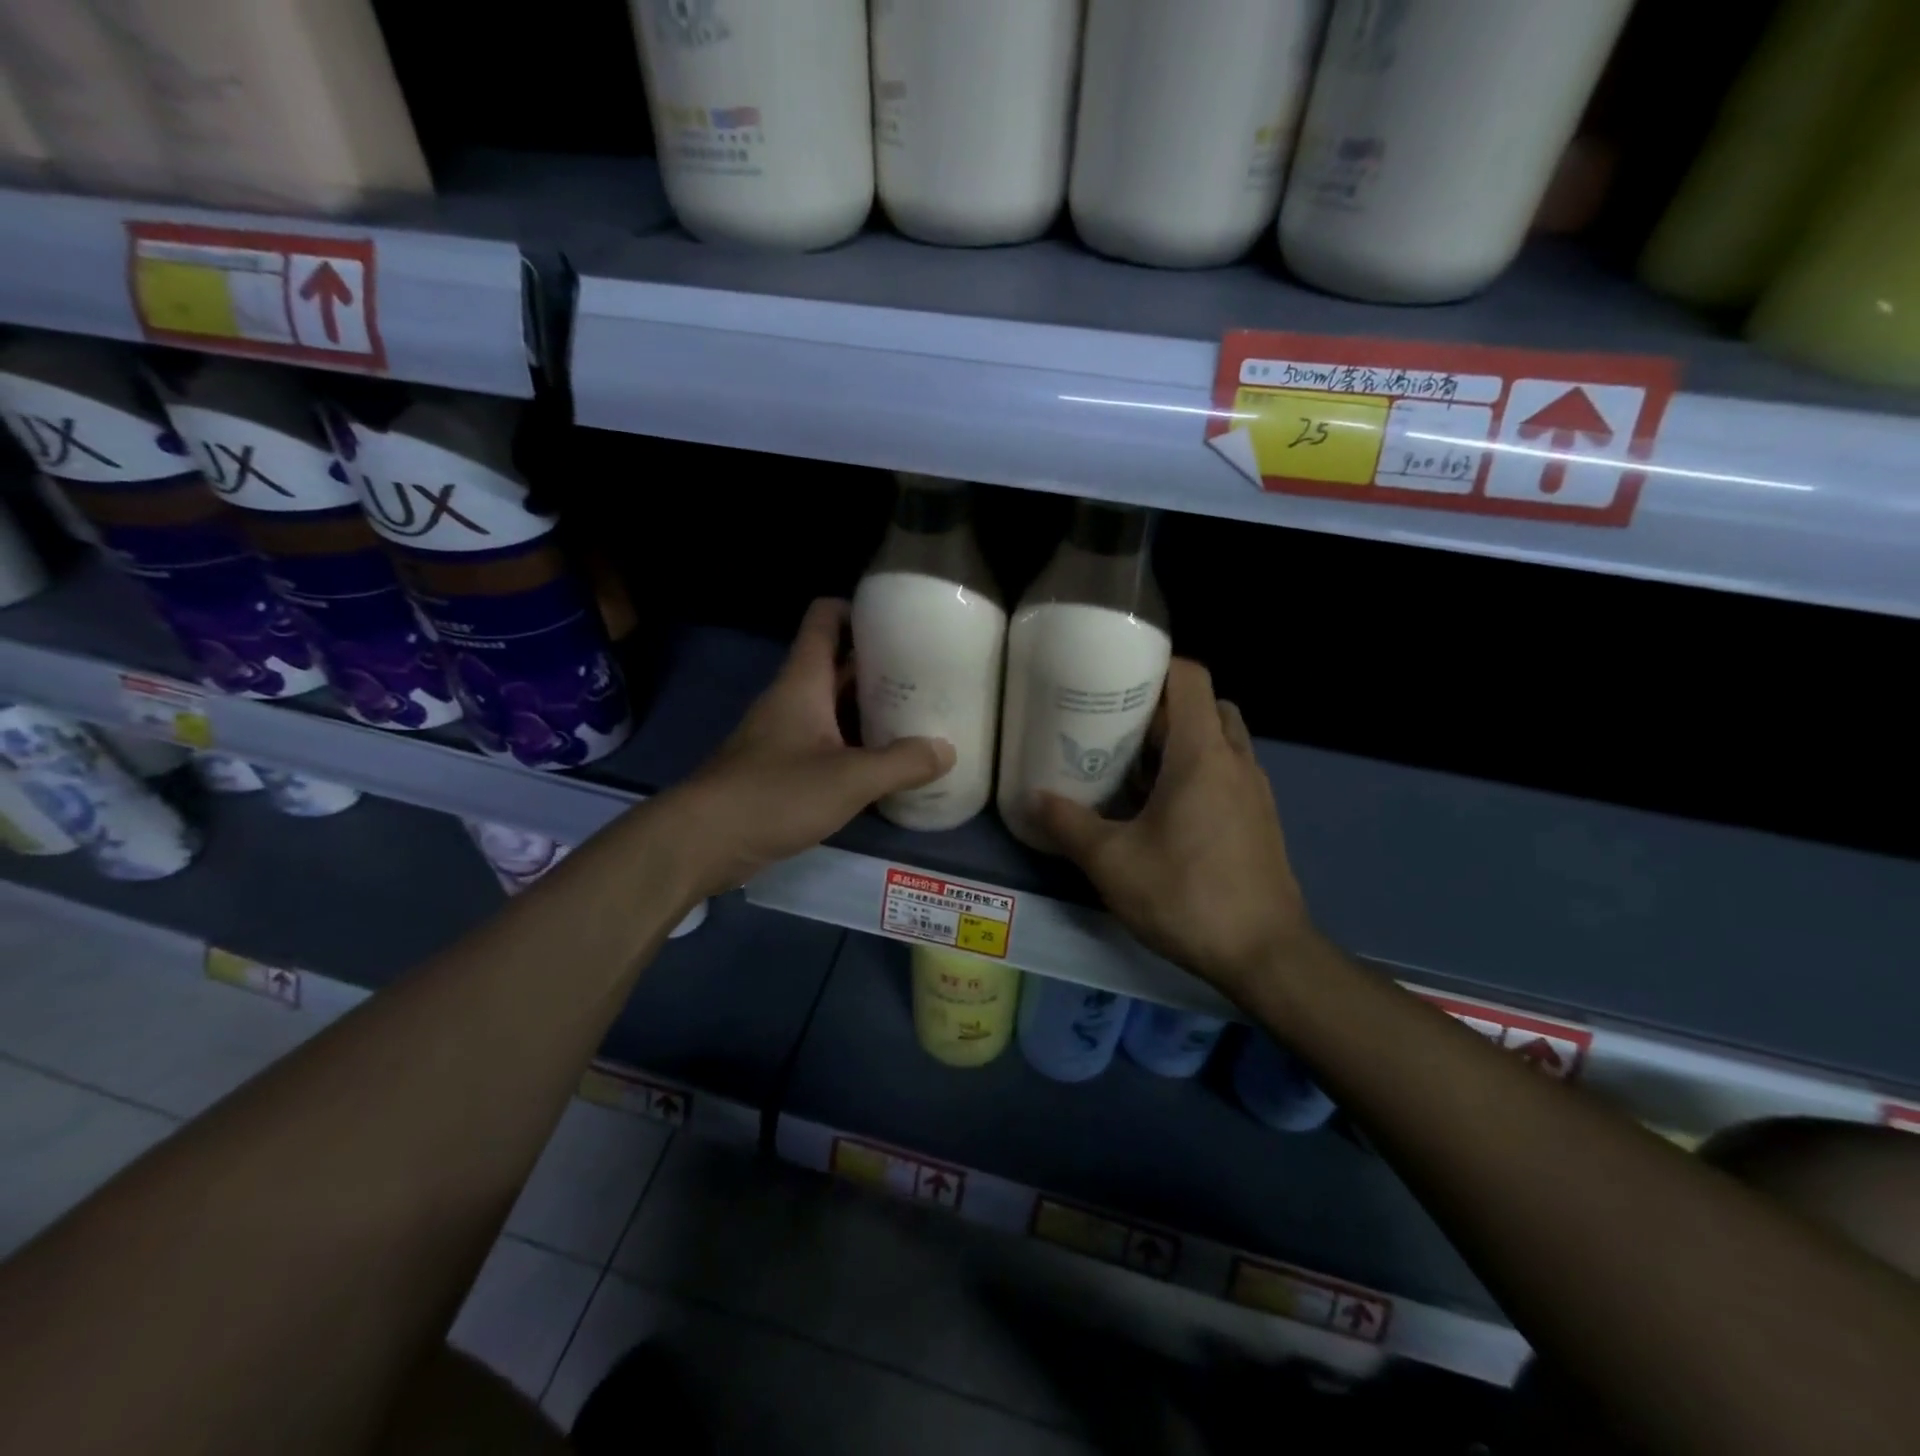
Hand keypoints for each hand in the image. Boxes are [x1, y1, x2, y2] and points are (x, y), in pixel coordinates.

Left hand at [663, 599, 954, 896]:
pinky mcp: (782, 768)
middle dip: (880, 665)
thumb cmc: (775, 794)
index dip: (859, 610)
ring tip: (918, 716)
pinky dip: (856, 744)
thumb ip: (902, 763)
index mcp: (804, 681)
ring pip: (835, 706)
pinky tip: (886, 764)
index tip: (901, 620)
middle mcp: (793, 699)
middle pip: (838, 664)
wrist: (703, 841)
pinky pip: (827, 742)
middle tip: (929, 674)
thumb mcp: (849, 779)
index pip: (825, 619)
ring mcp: (785, 734)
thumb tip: (947, 750)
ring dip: (871, 708)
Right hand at [1034, 660, 1315, 998]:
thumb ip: (1070, 825)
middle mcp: (1235, 760)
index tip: (1116, 676)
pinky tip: (1162, 808)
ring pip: (1219, 739)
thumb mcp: (1113, 862)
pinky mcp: (1259, 818)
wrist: (1266, 955)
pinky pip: (1226, 772)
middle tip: (1118, 724)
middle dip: (1163, 706)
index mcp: (1203, 754)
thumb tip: (1035, 798)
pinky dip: (1197, 771)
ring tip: (1135, 763)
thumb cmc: (1187, 896)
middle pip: (1205, 705)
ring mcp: (1254, 789)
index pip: (1190, 677)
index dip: (1155, 665)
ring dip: (1182, 740)